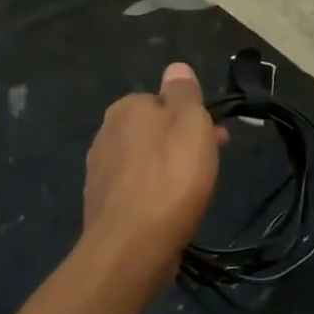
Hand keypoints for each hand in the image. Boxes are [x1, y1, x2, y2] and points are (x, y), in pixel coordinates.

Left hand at [82, 63, 222, 294]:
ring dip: (166, 169)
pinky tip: (167, 211)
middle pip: (152, 131)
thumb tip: (175, 68)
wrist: (132, 245)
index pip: (162, 101)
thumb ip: (184, 92)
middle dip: (180, 144)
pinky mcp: (101, 206)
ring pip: (143, 161)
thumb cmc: (171, 177)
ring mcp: (99, 172)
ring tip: (192, 192)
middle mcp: (105, 134)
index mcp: (126, 109)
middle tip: (209, 166)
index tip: (215, 137)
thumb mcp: (191, 123)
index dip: (191, 117)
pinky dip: (152, 194)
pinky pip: (134, 190)